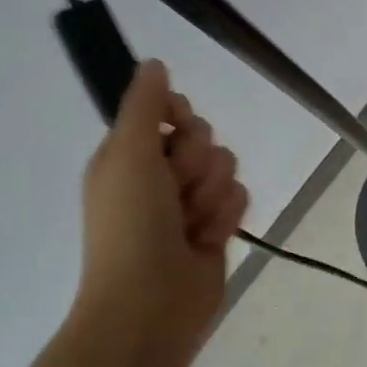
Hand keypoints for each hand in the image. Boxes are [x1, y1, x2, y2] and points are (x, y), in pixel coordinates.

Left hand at [76, 60, 247, 351]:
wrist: (150, 303)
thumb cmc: (132, 223)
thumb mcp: (129, 152)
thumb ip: (145, 104)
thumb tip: (153, 64)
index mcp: (129, 154)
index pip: (168, 111)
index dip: (178, 116)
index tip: (174, 130)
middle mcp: (158, 174)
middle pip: (202, 135)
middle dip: (196, 161)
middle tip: (176, 188)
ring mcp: (187, 203)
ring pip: (224, 165)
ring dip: (211, 192)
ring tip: (191, 222)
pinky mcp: (214, 227)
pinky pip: (237, 197)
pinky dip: (224, 216)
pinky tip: (207, 239)